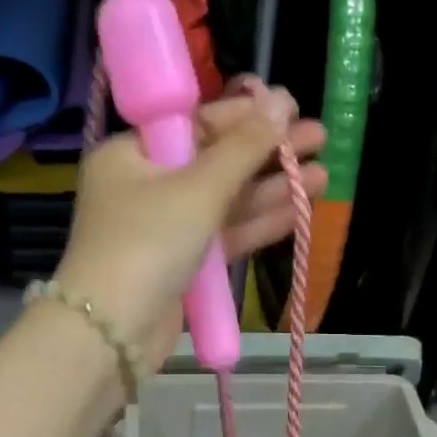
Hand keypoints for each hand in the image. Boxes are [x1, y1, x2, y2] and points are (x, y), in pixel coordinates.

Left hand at [55, 79, 326, 368]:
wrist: (112, 332)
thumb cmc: (148, 243)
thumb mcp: (198, 189)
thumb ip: (244, 148)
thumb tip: (280, 104)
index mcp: (132, 154)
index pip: (197, 123)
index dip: (247, 114)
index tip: (291, 105)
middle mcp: (146, 184)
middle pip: (216, 160)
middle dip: (268, 152)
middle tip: (319, 137)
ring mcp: (165, 227)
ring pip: (226, 200)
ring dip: (272, 189)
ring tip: (324, 175)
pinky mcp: (182, 263)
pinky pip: (225, 233)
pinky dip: (259, 222)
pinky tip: (300, 209)